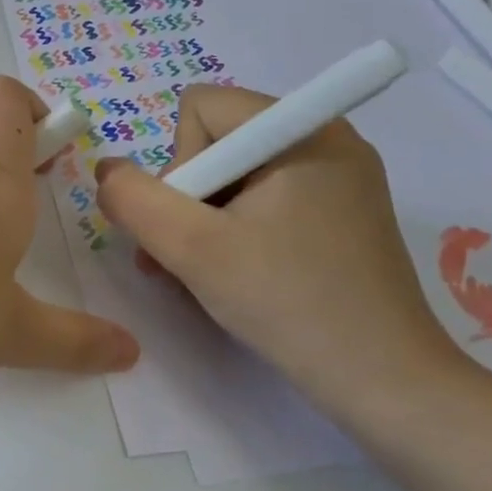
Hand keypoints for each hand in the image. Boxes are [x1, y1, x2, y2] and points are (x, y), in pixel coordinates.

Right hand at [93, 85, 463, 409]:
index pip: (200, 109)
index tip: (192, 225)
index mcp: (300, 128)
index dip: (177, 165)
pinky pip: (265, 198)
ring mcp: (339, 176)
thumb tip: (107, 170)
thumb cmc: (287, 302)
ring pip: (235, 174)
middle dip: (187, 197)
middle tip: (185, 256)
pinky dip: (236, 229)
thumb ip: (133, 199)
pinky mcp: (343, 211)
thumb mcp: (191, 249)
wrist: (384, 381)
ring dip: (205, 220)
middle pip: (216, 140)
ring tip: (202, 273)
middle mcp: (325, 137)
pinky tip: (237, 272)